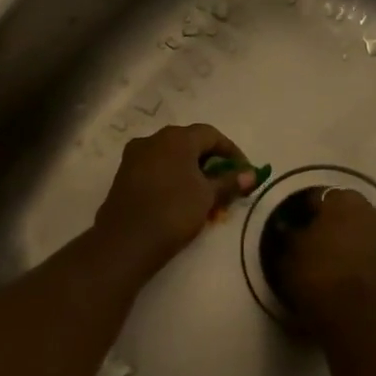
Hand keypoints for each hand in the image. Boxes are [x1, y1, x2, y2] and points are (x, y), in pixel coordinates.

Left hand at [92, 124, 258, 278]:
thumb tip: (251, 174)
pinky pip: (156, 169)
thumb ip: (229, 182)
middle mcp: (153, 139)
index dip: (231, 152)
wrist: (127, 240)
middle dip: (210, 162)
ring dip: (191, 171)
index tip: (244, 172)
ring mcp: (135, 156)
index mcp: (176, 138)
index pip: (211, 135)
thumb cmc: (174, 211)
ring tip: (204, 195)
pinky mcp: (124, 175)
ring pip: (171, 157)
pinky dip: (172, 178)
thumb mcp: (208, 196)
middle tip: (224, 184)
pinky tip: (180, 199)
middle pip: (189, 143)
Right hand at [275, 188, 375, 335]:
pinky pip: (374, 249)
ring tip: (335, 253)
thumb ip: (291, 233)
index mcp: (343, 201)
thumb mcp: (290, 252)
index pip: (319, 197)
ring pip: (365, 227)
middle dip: (335, 219)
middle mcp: (370, 211)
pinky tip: (350, 268)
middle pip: (348, 209)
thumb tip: (288, 226)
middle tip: (317, 237)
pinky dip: (364, 253)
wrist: (350, 316)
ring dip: (353, 235)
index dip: (307, 210)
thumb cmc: (315, 274)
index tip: (298, 223)